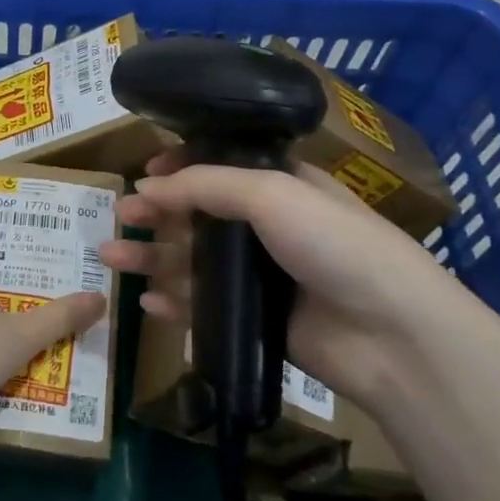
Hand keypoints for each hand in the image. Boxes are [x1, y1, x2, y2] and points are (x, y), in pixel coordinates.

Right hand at [98, 154, 464, 408]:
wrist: (390, 334)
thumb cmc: (334, 244)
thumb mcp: (271, 193)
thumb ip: (204, 185)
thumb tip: (146, 186)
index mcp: (281, 185)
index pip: (222, 167)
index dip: (181, 166)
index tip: (144, 171)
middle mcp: (269, 227)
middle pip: (199, 214)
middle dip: (156, 213)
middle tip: (119, 215)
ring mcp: (261, 276)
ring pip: (194, 261)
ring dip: (152, 257)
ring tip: (109, 256)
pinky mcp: (255, 319)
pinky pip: (203, 306)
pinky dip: (174, 302)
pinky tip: (147, 302)